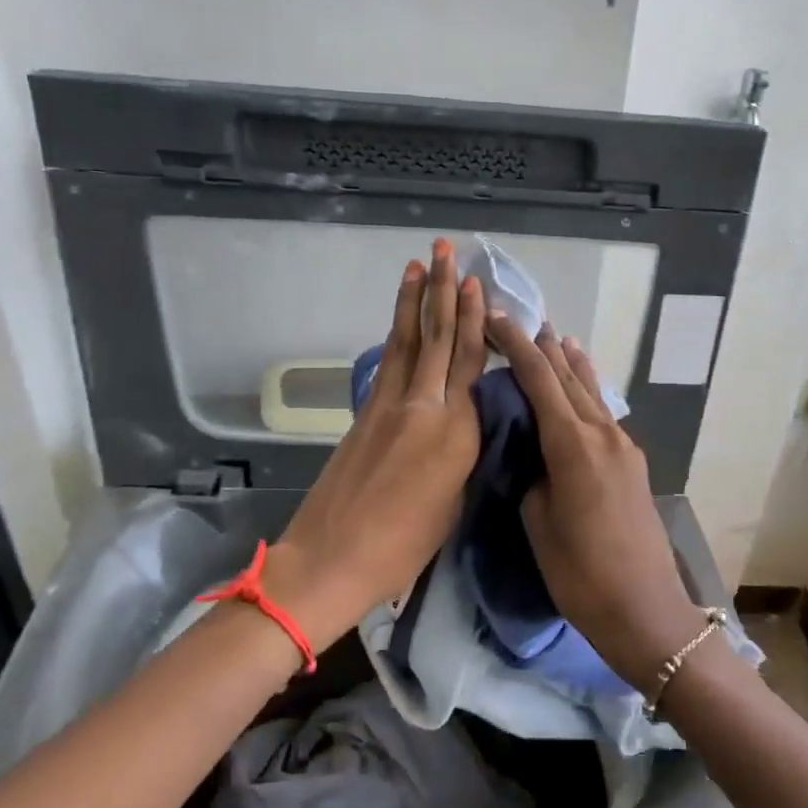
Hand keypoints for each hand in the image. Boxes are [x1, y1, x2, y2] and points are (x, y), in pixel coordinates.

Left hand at [265, 240, 485, 651]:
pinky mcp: (364, 414)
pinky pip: (389, 364)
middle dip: (442, 291)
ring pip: (408, 342)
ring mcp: (389, 406)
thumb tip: (463, 425)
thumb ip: (461, 453)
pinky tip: (401, 321)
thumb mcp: (452, 502)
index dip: (474, 320)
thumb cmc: (403, 546)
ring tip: (418, 265)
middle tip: (444, 249)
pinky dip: (397, 336)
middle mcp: (424, 407)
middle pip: (438, 339)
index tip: (475, 284)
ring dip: (413, 301)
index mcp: (457, 432)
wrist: (332, 558)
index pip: (472, 364)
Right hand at [486, 315, 708, 690]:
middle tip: (517, 320)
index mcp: (573, 443)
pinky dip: (587, 390)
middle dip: (542, 346)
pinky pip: (603, 412)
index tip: (494, 318)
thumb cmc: (580, 573)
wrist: (645, 610)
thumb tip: (535, 454)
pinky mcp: (633, 463)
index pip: (540, 378)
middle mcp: (603, 432)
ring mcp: (623, 446)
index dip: (515, 344)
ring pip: (591, 391)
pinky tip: (581, 386)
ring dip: (570, 363)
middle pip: (569, 375)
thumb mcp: (538, 521)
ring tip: (555, 336)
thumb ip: (533, 475)